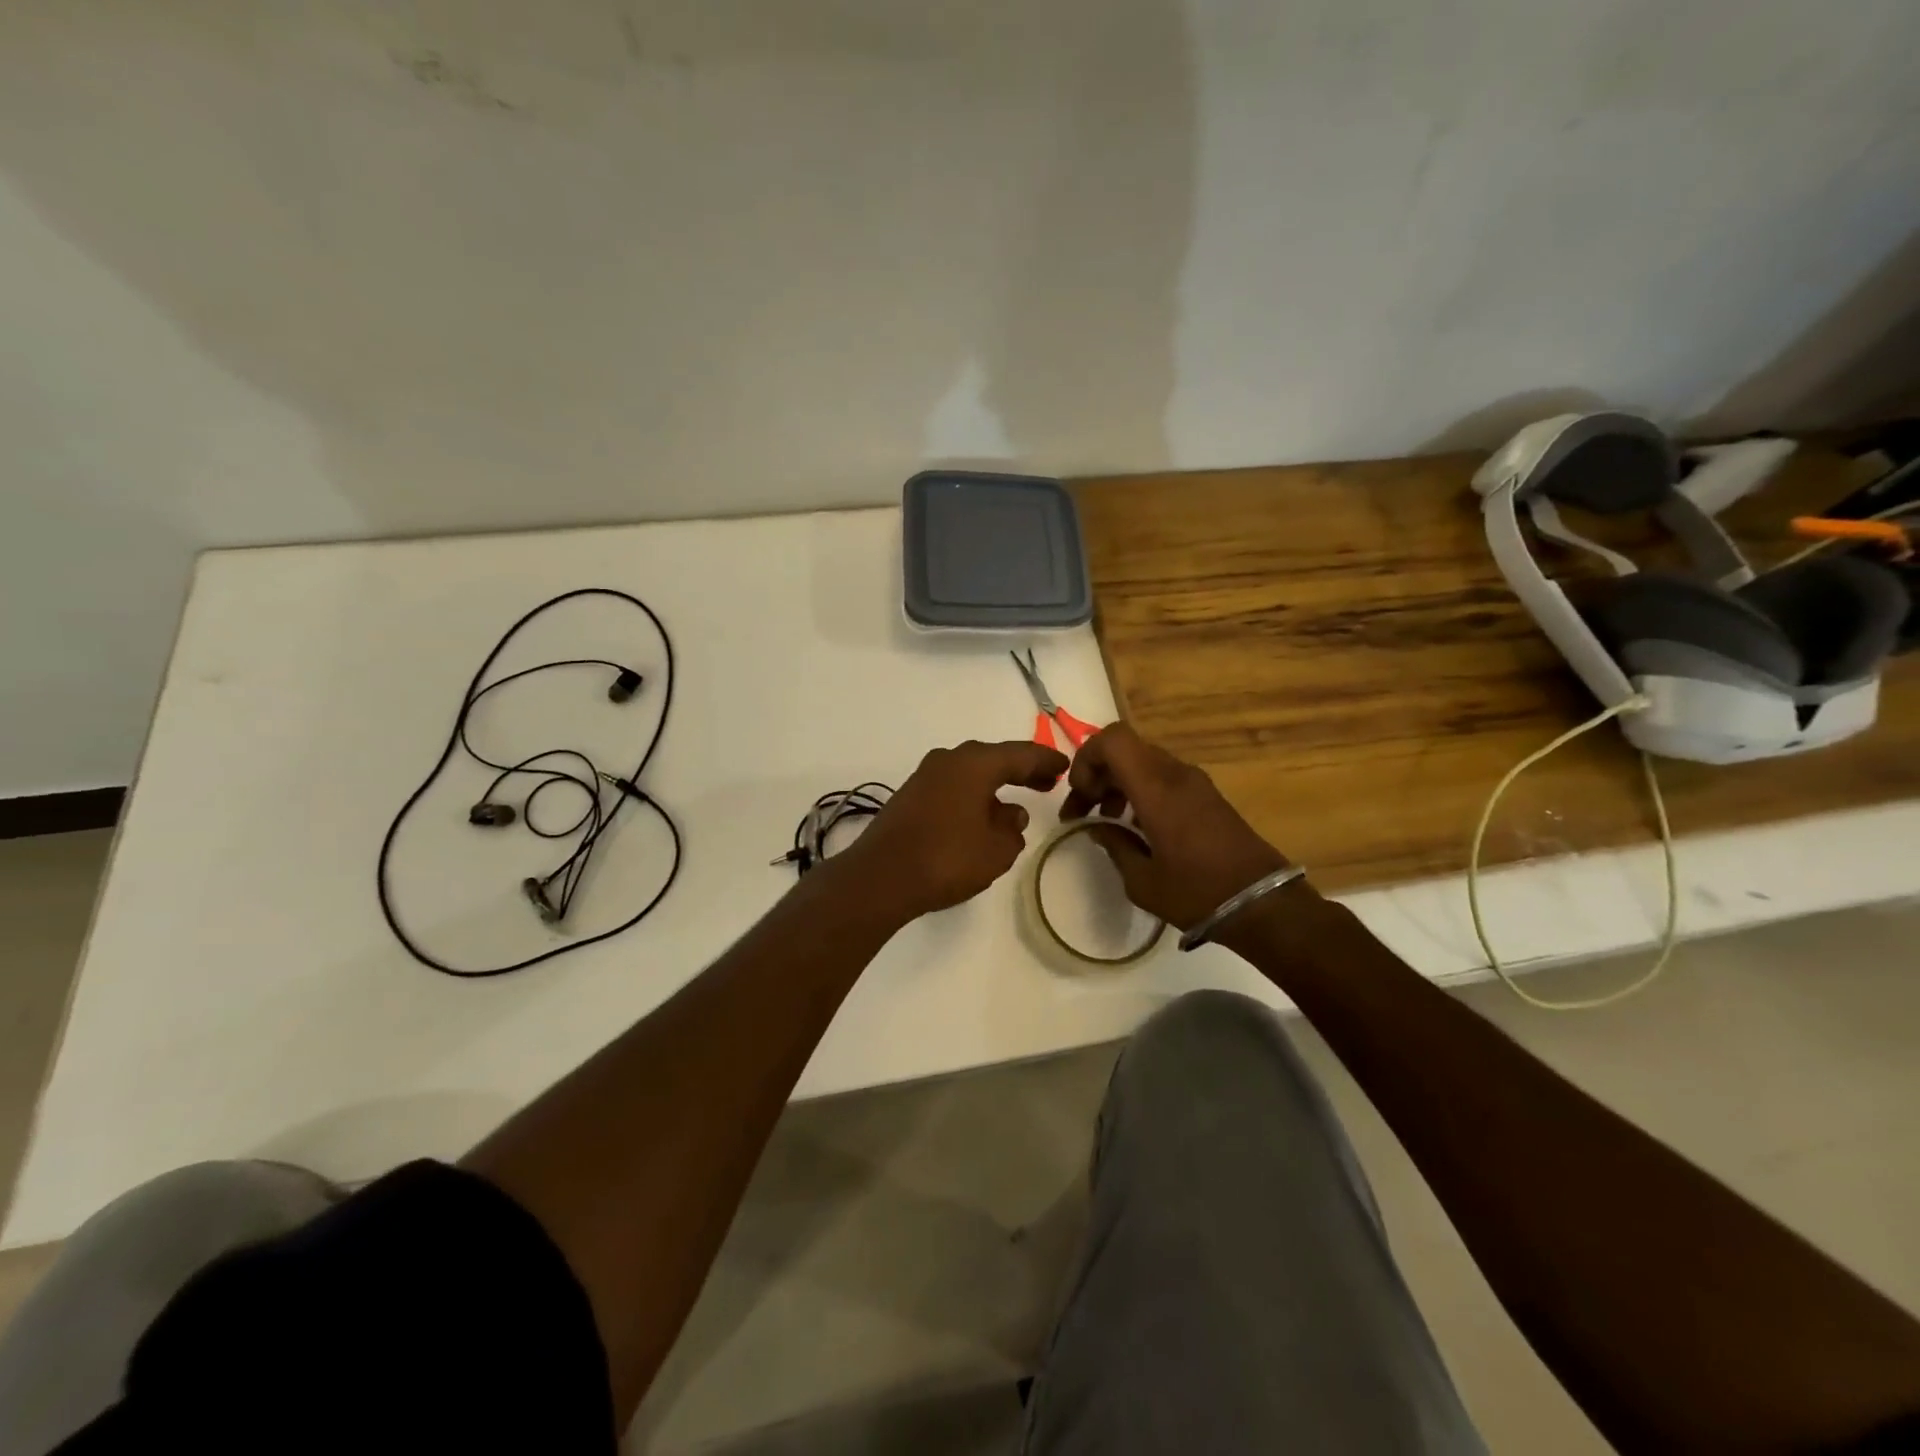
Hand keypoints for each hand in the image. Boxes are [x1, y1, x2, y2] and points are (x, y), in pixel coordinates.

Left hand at [846, 739, 1068, 920]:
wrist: (880, 877)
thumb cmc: (947, 858)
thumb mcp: (996, 850)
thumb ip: (1012, 830)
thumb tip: (1011, 815)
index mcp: (975, 764)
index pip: (1020, 754)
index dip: (1046, 761)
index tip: (1065, 766)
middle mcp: (948, 760)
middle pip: (993, 759)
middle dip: (1021, 771)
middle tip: (1047, 782)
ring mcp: (924, 777)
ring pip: (969, 774)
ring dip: (994, 786)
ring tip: (1014, 806)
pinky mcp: (909, 797)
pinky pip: (952, 788)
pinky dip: (972, 796)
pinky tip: (979, 818)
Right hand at [1060, 723, 1290, 929]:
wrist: (1263, 905)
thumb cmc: (1197, 893)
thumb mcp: (1141, 881)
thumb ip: (1114, 845)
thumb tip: (1098, 827)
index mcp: (1157, 788)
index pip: (1112, 740)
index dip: (1086, 758)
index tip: (1080, 795)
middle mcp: (1176, 774)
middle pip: (1125, 749)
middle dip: (1097, 774)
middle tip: (1083, 812)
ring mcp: (1195, 783)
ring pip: (1143, 762)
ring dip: (1118, 783)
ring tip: (1107, 821)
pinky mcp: (1206, 796)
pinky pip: (1162, 777)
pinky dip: (1140, 791)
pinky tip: (1137, 827)